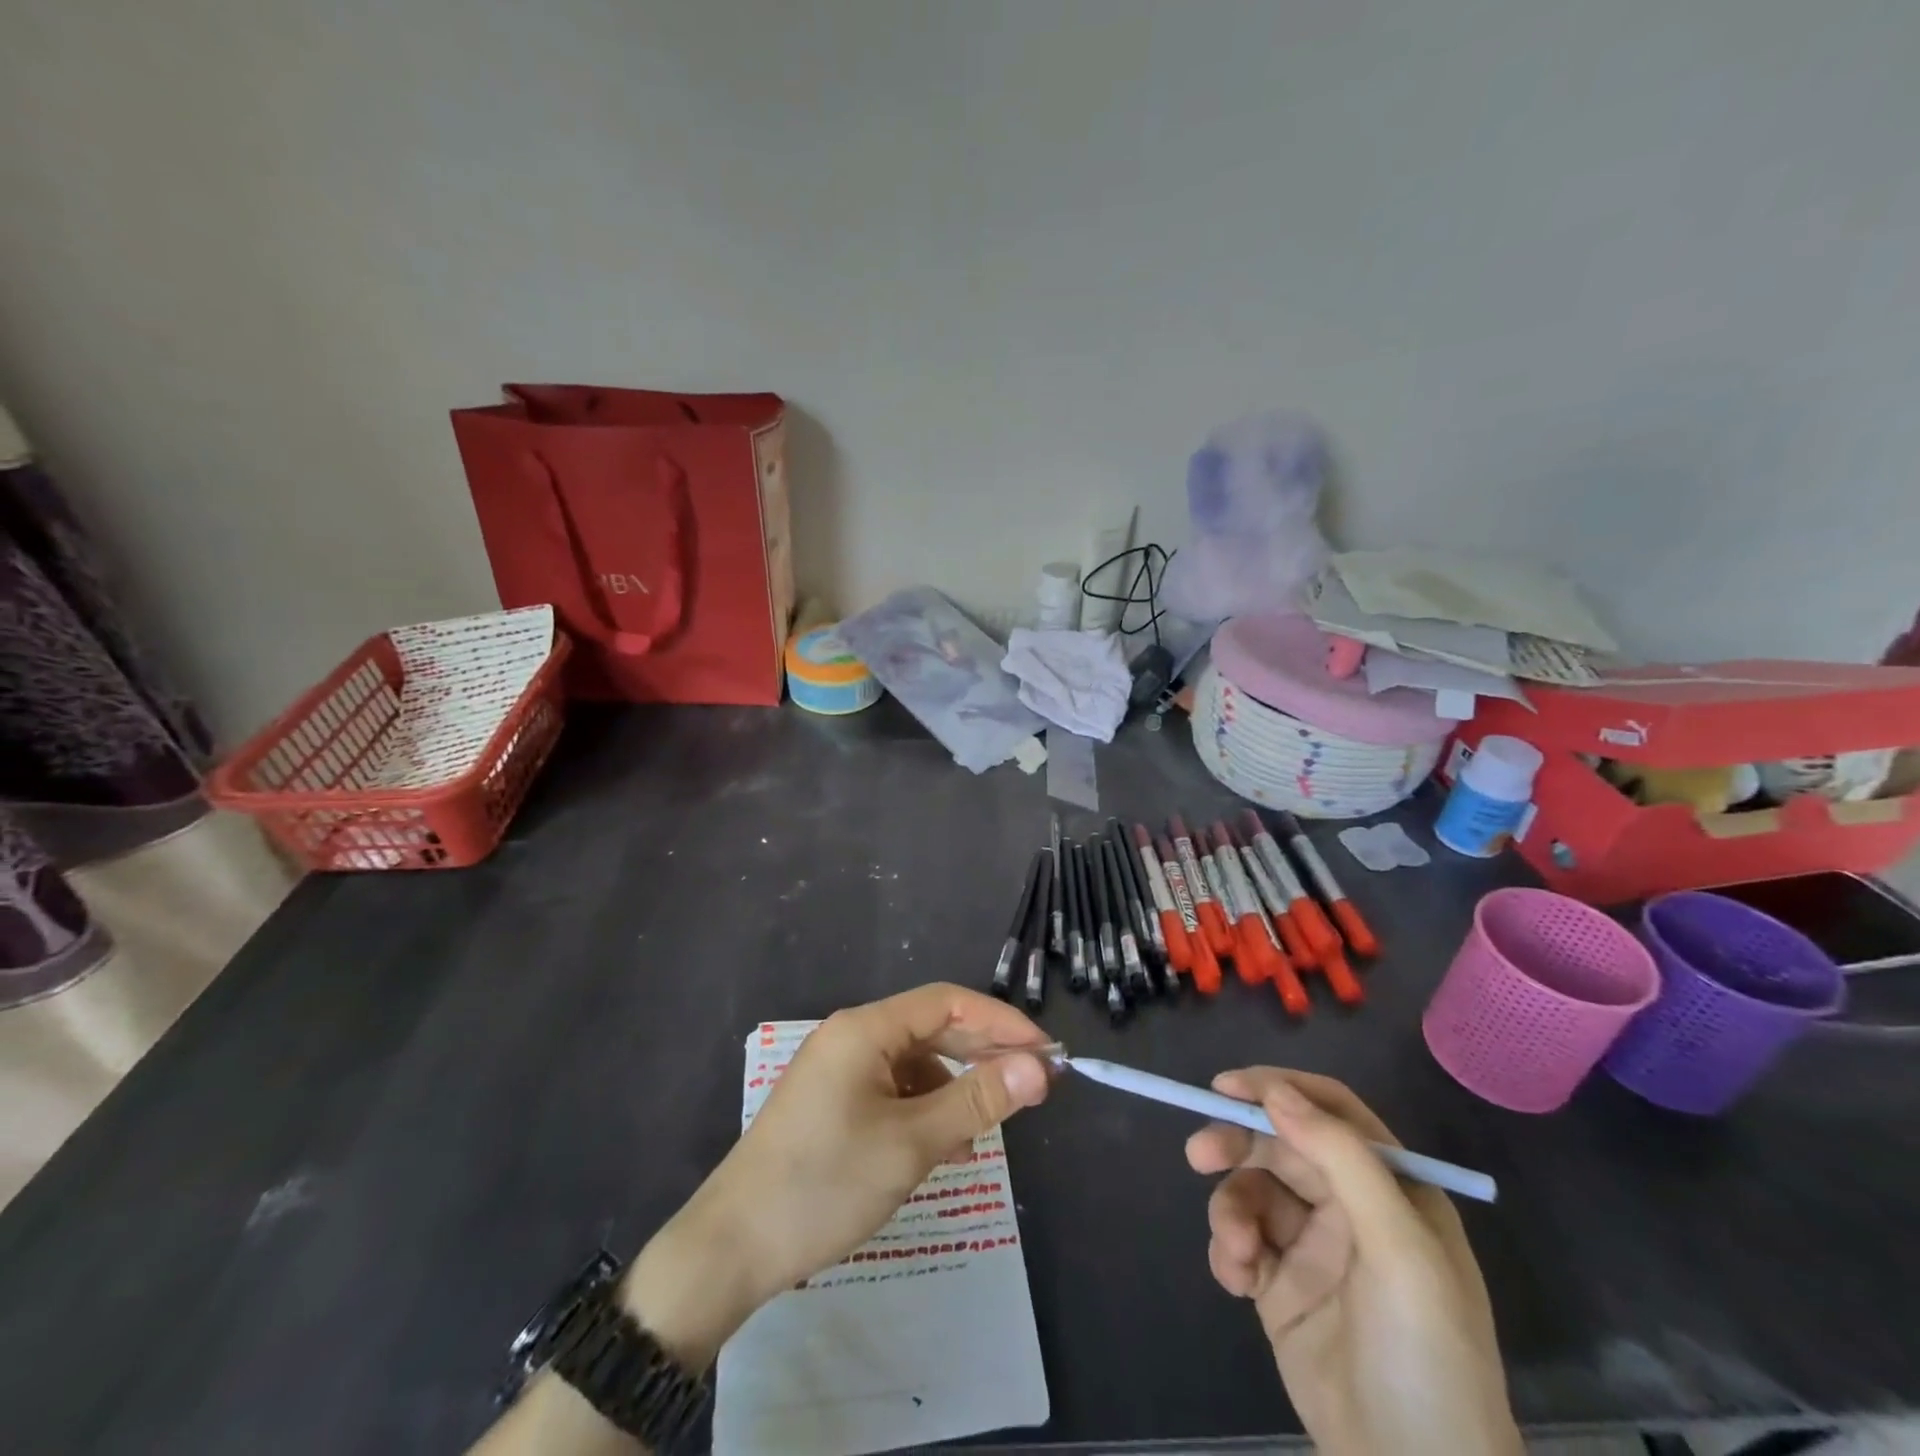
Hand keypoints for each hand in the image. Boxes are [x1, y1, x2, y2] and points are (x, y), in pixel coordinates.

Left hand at [622, 984, 1054, 1366]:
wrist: (731, 1248)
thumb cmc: (825, 1184)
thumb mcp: (911, 1144)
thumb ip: (976, 1101)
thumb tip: (1038, 1067)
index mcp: (866, 1029)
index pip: (948, 1002)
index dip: (1001, 1022)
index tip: (1046, 1052)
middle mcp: (852, 1037)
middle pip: (932, 1028)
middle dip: (982, 1053)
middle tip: (1031, 1085)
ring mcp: (839, 1070)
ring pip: (915, 1062)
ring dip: (956, 1086)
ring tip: (991, 1125)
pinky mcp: (833, 1103)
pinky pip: (893, 1091)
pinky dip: (926, 1109)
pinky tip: (947, 1147)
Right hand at [1186, 1069, 1518, 1455]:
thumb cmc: (1426, 1355)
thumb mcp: (1399, 1249)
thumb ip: (1341, 1159)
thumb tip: (1274, 1091)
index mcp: (1391, 1189)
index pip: (1331, 1112)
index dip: (1279, 1089)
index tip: (1226, 1088)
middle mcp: (1351, 1208)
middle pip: (1279, 1146)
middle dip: (1236, 1144)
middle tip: (1198, 1154)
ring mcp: (1313, 1248)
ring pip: (1252, 1192)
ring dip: (1230, 1210)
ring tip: (1236, 1253)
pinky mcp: (1280, 1288)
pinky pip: (1240, 1242)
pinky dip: (1228, 1250)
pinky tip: (1236, 1282)